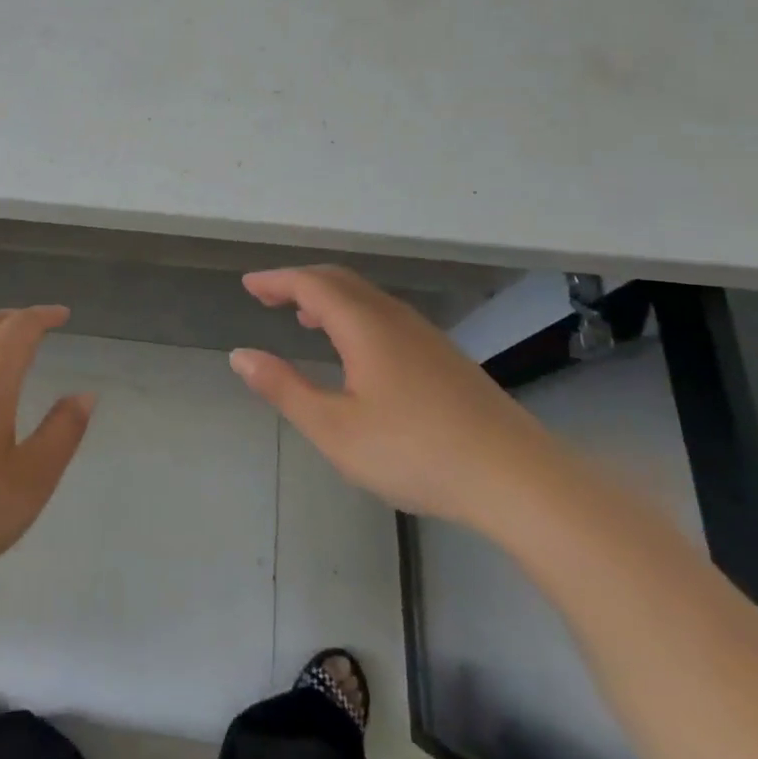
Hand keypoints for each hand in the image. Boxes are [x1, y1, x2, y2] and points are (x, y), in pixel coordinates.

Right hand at [231, 265, 557, 526]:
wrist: (517, 477)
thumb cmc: (415, 452)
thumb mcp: (335, 429)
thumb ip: (284, 389)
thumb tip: (241, 355)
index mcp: (364, 326)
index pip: (311, 284)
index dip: (276, 280)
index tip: (248, 285)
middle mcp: (394, 318)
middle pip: (340, 281)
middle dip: (299, 282)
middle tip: (268, 295)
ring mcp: (425, 335)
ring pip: (366, 297)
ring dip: (329, 297)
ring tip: (304, 317)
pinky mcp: (444, 356)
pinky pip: (386, 315)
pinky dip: (354, 314)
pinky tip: (356, 349)